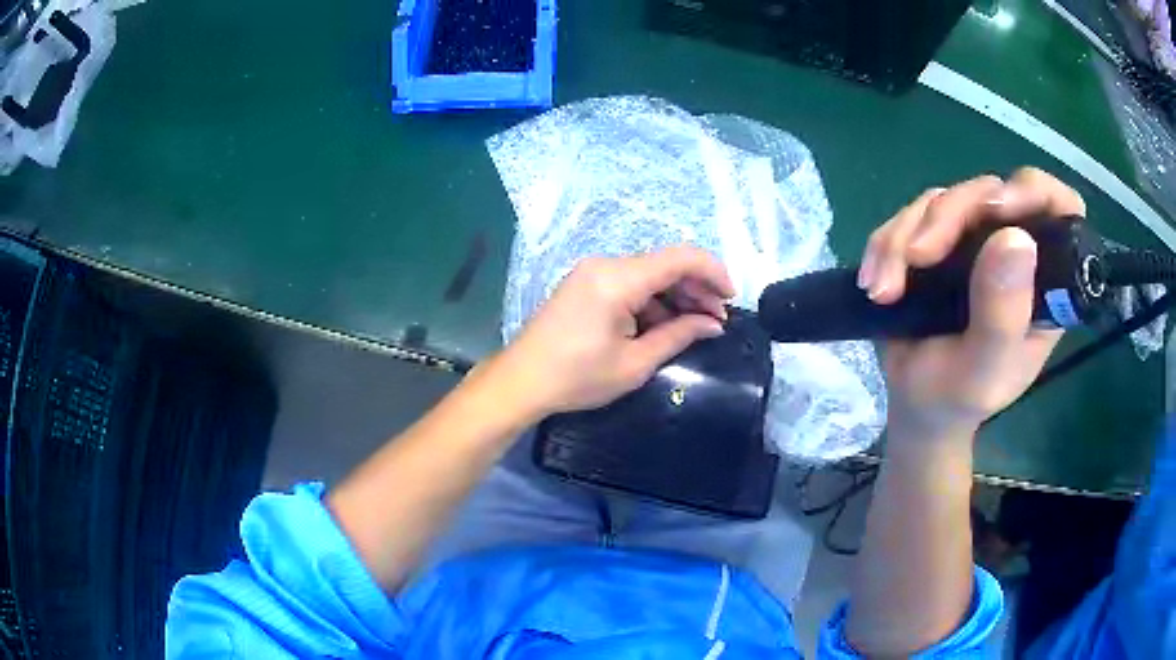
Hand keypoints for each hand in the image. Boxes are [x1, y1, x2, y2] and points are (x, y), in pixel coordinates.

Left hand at [487, 246, 734, 418]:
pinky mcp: (585, 283)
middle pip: (665, 264)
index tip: (731, 299)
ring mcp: (592, 272)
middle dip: (696, 288)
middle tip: (716, 320)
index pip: (680, 258)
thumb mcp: (635, 363)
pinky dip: (652, 299)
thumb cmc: (577, 377)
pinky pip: (629, 282)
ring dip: (675, 295)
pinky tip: (665, 323)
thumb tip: (713, 325)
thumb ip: (679, 336)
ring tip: (695, 325)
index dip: (713, 272)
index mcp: (618, 280)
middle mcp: (606, 265)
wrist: (521, 381)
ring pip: (649, 273)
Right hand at [858, 168, 1082, 438]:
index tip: (995, 210)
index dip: (1032, 193)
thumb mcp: (983, 371)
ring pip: (943, 200)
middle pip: (989, 193)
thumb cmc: (958, 397)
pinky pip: (909, 216)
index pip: (1057, 209)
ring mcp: (974, 240)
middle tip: (918, 258)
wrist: (917, 404)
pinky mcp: (938, 239)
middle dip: (948, 217)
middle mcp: (1013, 249)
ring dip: (905, 236)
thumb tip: (1015, 238)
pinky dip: (885, 243)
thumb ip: (1002, 315)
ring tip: (884, 290)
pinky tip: (874, 283)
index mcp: (1043, 280)